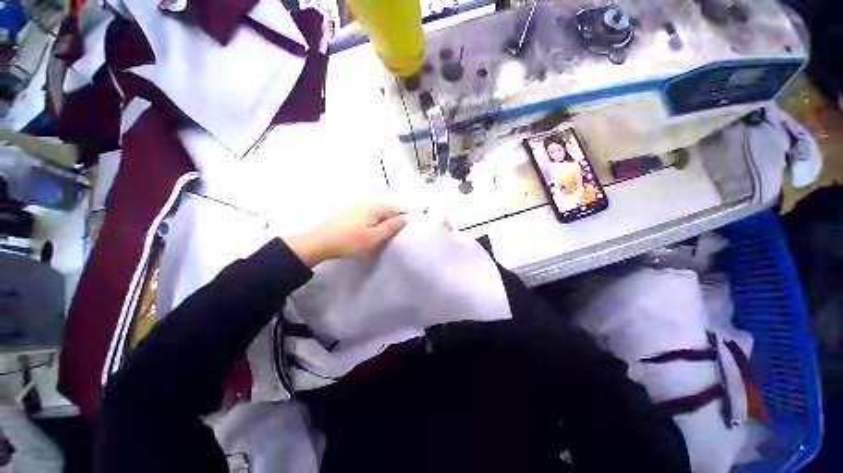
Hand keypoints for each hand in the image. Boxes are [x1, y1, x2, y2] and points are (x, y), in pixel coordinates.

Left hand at [284, 202, 406, 266]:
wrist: (320, 242)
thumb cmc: (351, 241)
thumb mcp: (374, 237)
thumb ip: (390, 227)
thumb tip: (404, 218)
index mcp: (375, 207)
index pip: (394, 208)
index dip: (399, 218)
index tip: (397, 231)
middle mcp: (366, 202)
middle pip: (384, 207)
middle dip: (388, 219)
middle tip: (386, 234)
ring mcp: (355, 205)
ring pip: (374, 210)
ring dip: (378, 220)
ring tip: (375, 234)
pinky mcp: (346, 211)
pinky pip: (364, 212)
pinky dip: (368, 220)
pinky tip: (363, 230)